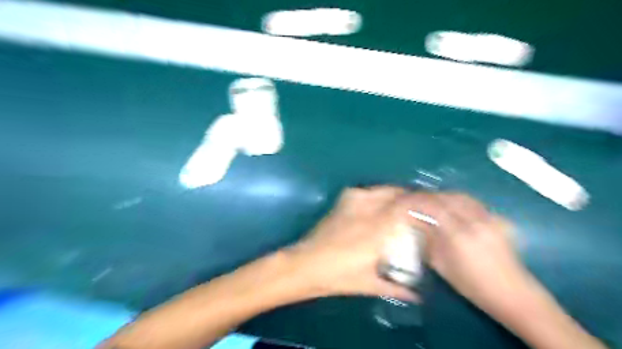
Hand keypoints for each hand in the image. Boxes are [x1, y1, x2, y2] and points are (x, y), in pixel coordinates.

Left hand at [287, 186, 422, 300]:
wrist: (306, 263)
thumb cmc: (339, 276)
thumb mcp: (371, 284)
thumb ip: (398, 287)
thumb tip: (419, 295)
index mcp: (378, 227)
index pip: (407, 207)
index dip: (423, 205)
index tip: (433, 212)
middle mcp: (367, 208)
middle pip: (396, 193)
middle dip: (410, 198)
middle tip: (419, 210)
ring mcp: (353, 201)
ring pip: (382, 189)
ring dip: (395, 196)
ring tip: (402, 207)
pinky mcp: (342, 200)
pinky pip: (366, 191)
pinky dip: (377, 196)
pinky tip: (379, 207)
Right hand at [410, 192, 529, 314]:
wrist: (510, 292)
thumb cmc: (470, 284)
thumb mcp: (441, 264)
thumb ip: (427, 240)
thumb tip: (415, 222)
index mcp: (458, 234)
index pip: (433, 207)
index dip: (417, 201)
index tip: (405, 201)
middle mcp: (474, 221)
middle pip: (447, 197)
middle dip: (428, 196)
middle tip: (416, 200)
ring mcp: (488, 218)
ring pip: (461, 196)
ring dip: (443, 195)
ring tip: (432, 201)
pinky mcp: (497, 219)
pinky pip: (473, 202)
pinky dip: (458, 200)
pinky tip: (452, 206)